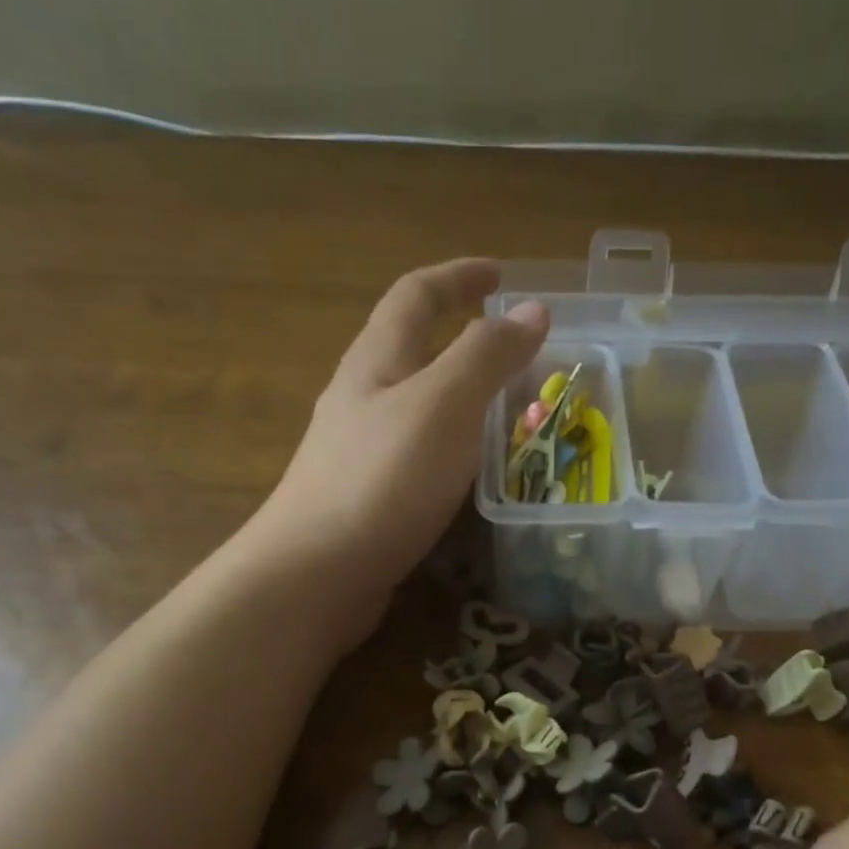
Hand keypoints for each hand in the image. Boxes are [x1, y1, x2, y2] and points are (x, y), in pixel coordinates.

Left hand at [248, 258, 545, 647]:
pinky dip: (454, 447)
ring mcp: (360, 450)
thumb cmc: (383, 479)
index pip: (417, 294)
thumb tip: (532, 309)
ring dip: (462, 397)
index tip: (504, 275)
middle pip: (413, 348)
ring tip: (509, 413)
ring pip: (418, 405)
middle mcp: (362, 397)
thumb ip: (487, 356)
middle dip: (464, 338)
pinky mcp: (368, 496)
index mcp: (377, 360)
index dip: (460, 277)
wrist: (316, 573)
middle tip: (517, 353)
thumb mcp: (444, 405)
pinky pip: (419, 453)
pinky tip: (474, 474)